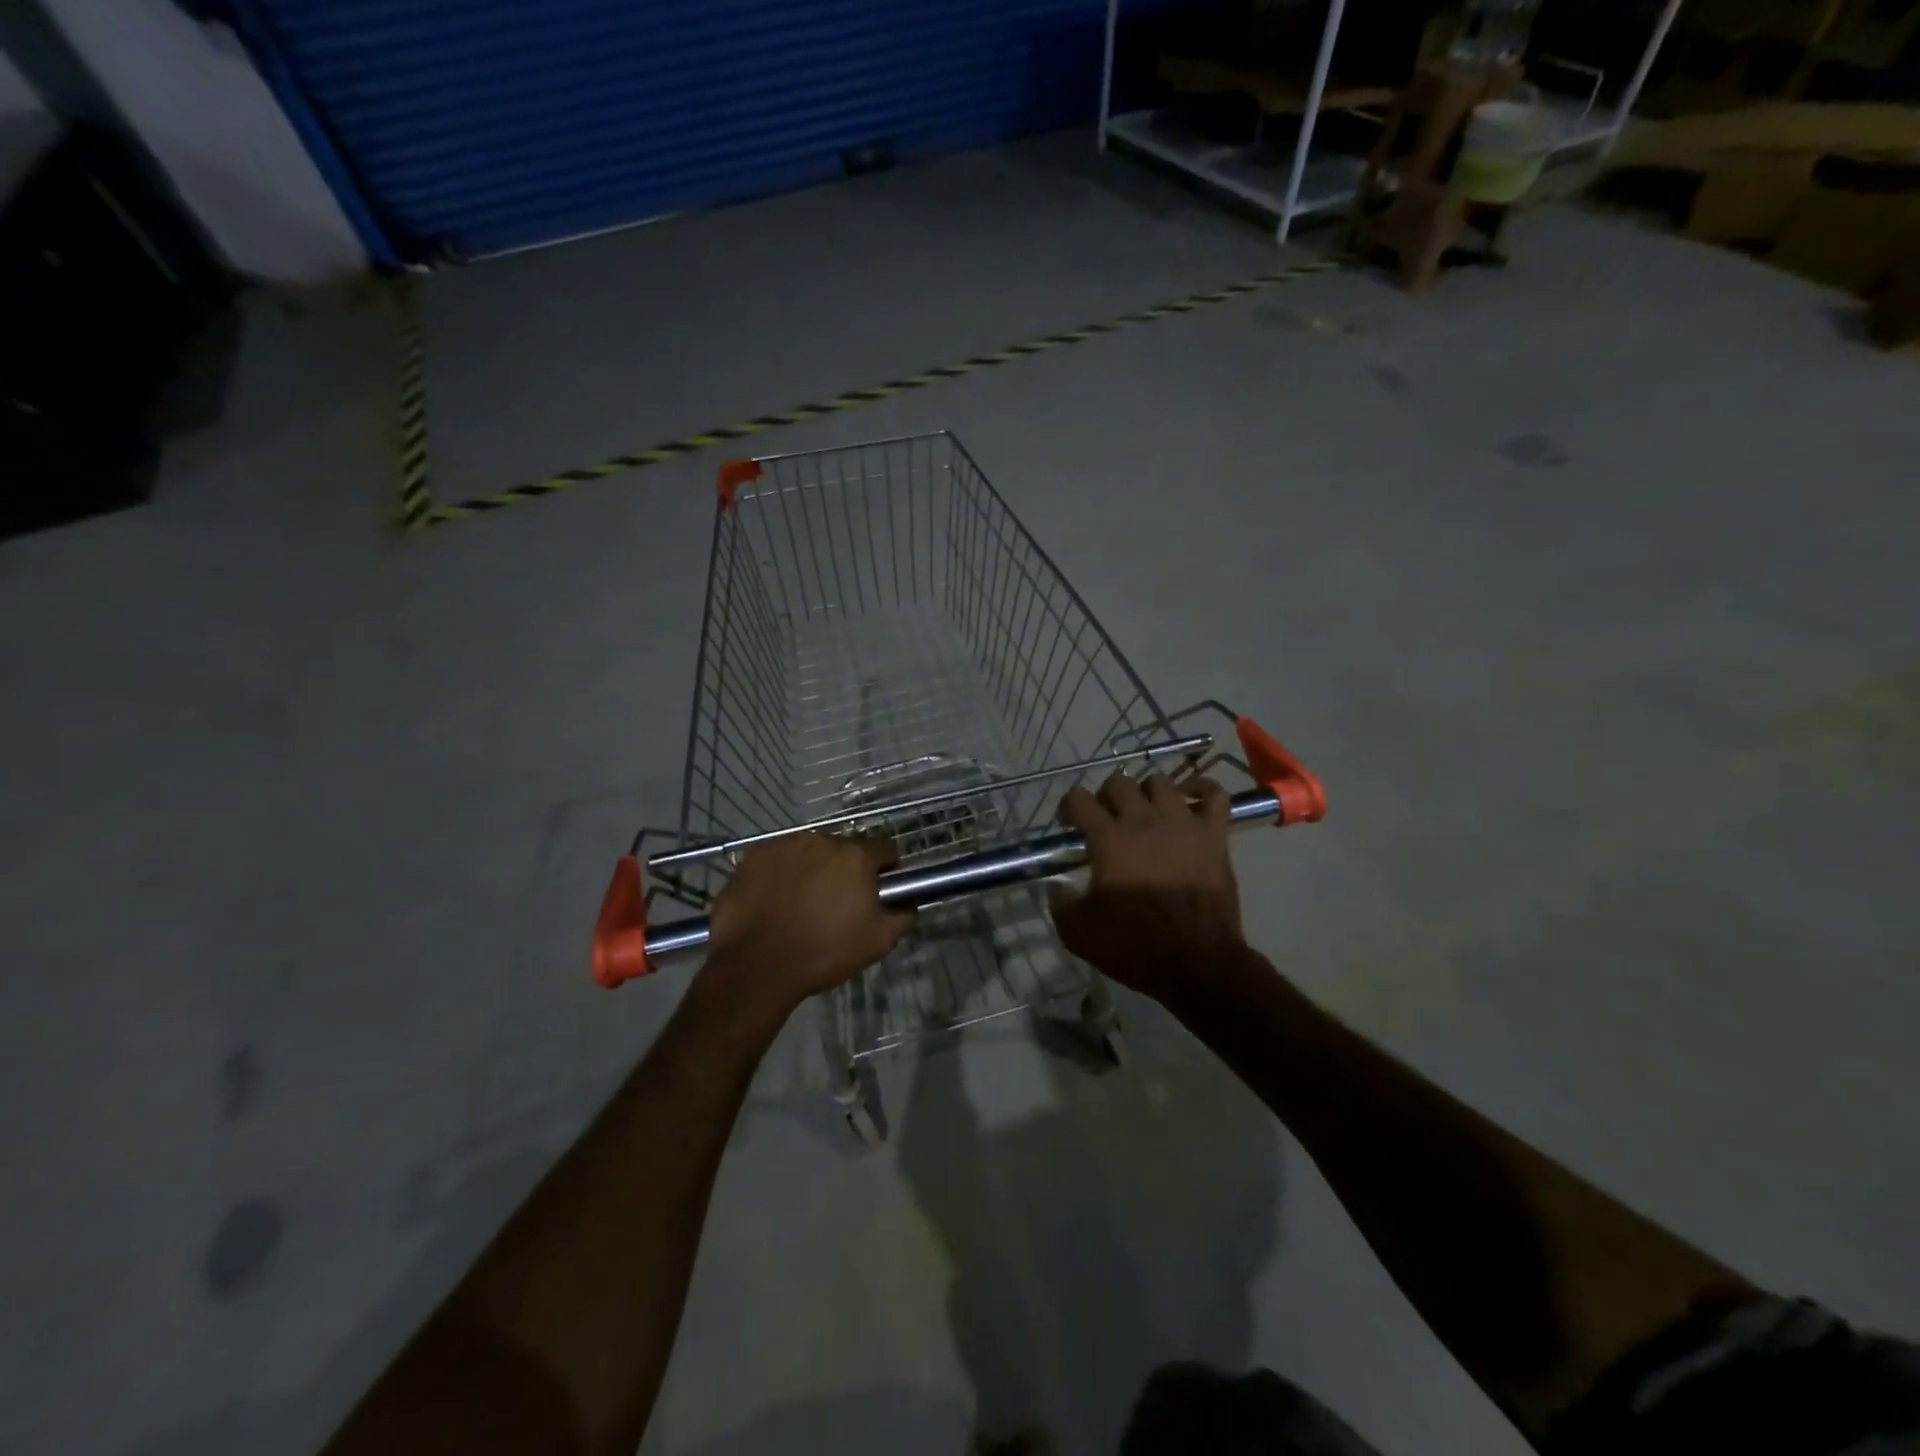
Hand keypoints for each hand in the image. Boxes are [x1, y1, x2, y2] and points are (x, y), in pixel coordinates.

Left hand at [704, 832, 912, 1016]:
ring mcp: (785, 845)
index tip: (881, 886)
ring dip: (813, 868)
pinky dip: (781, 873)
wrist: (756, 967)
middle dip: (846, 869)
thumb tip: (909, 904)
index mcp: (856, 857)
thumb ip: (901, 916)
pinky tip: (775, 900)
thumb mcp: (877, 943)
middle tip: (838, 900)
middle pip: (844, 848)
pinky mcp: (755, 855)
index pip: (885, 847)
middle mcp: (822, 840)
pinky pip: (778, 859)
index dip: (887, 866)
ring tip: (802, 902)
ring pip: (810, 852)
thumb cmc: (823, 953)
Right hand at [1049, 772, 1245, 1006]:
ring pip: (1161, 782)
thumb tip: (1057, 886)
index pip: (1078, 798)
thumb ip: (1060, 903)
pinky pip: (1214, 794)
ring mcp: (1182, 823)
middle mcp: (1143, 820)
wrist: (1196, 963)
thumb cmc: (1134, 947)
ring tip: (1146, 812)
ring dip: (1147, 793)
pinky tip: (1190, 800)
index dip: (1068, 807)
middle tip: (1107, 820)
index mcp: (1108, 839)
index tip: (1069, 825)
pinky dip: (1202, 789)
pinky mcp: (1214, 835)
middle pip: (1119, 782)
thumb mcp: (1078, 933)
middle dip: (1106, 796)